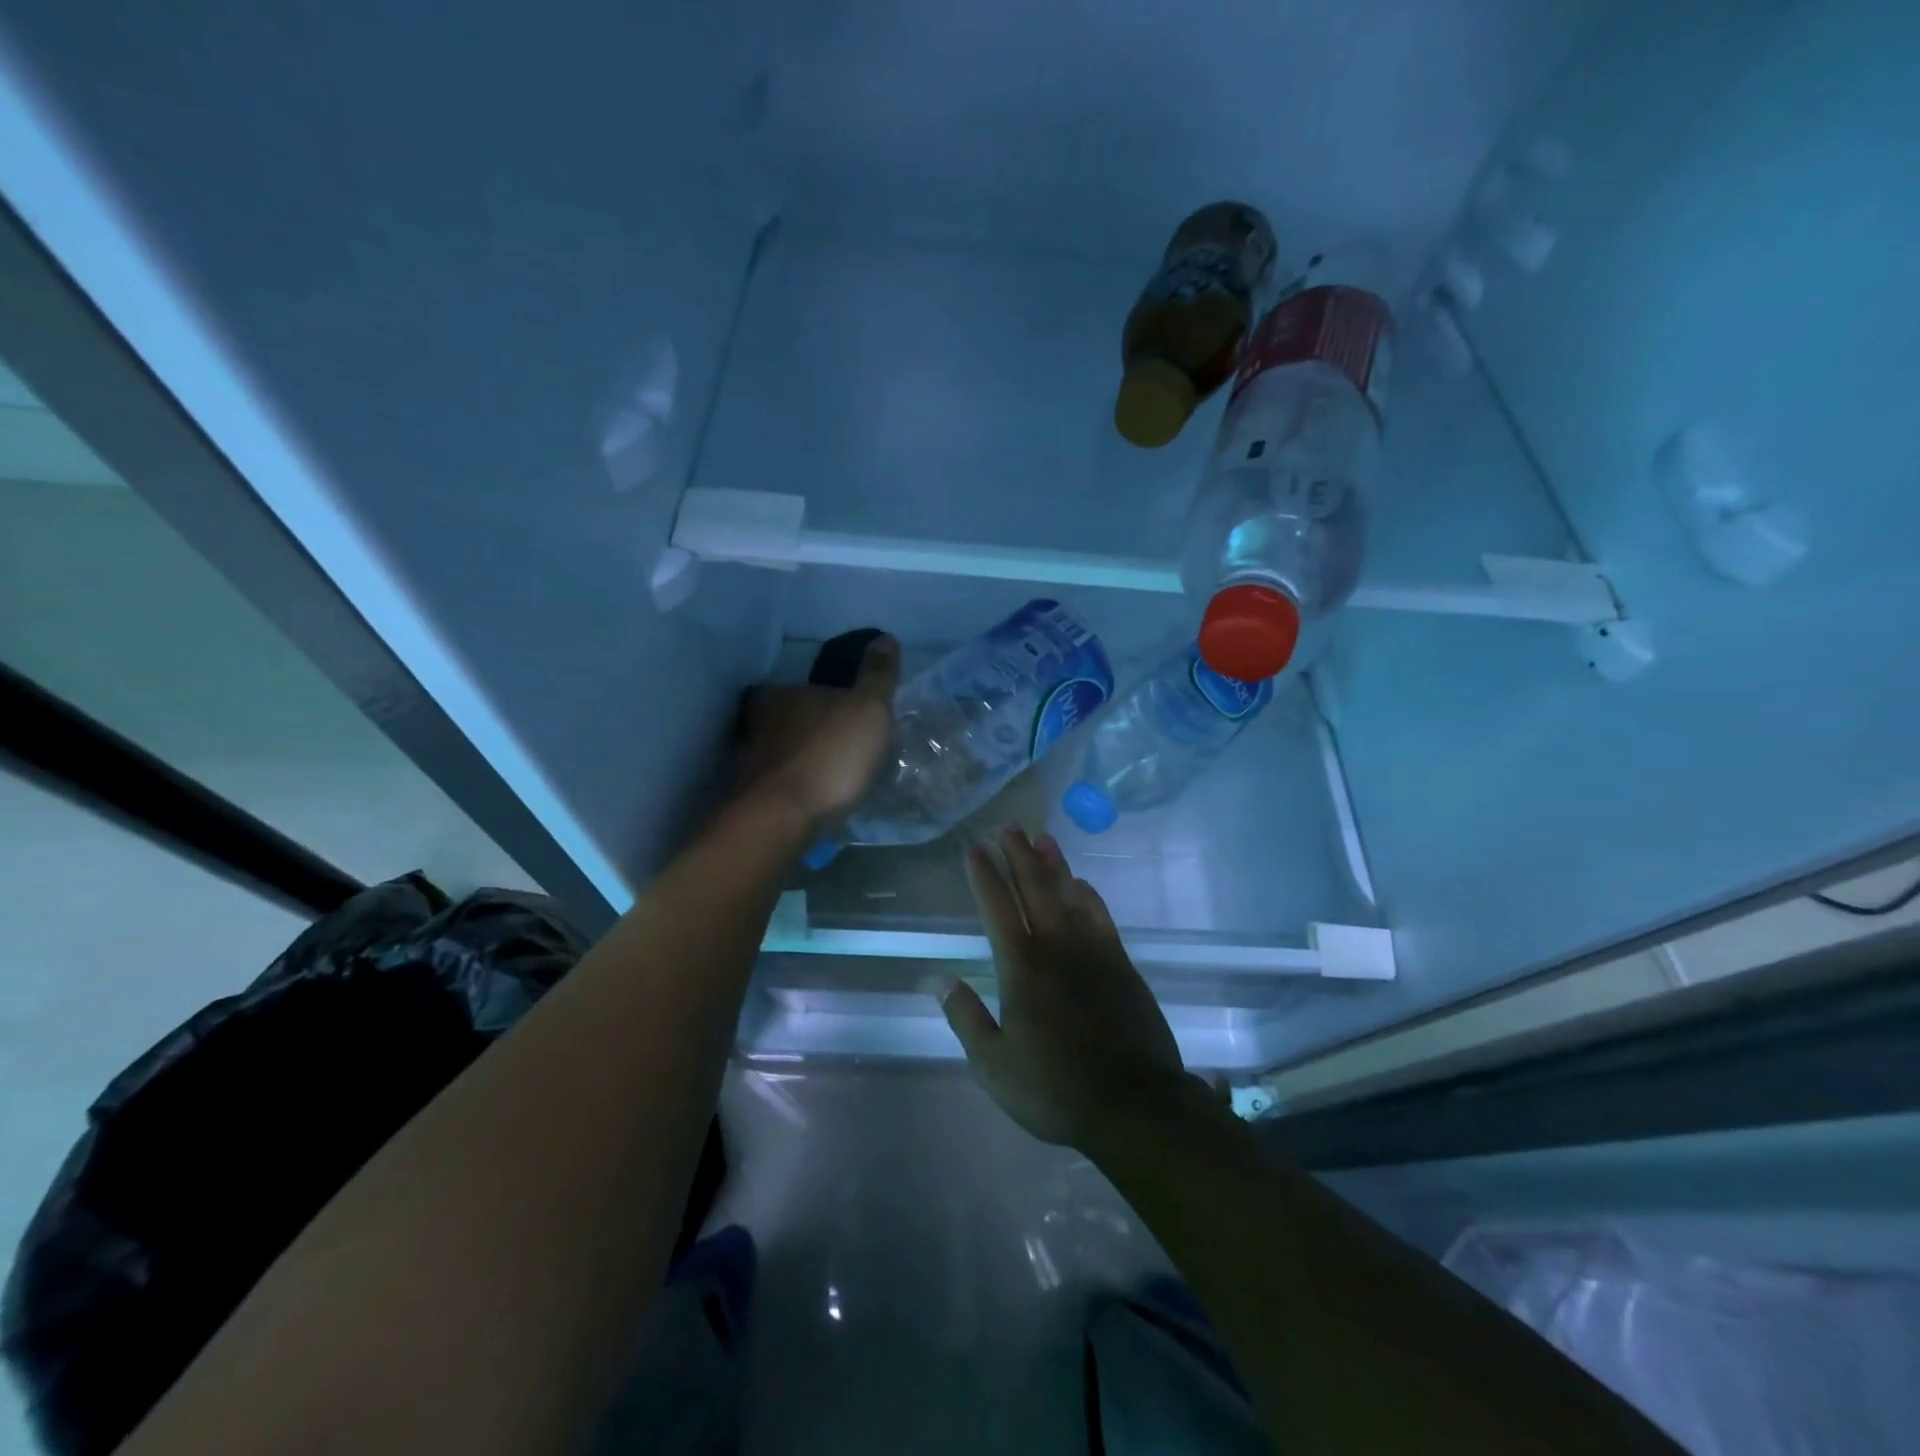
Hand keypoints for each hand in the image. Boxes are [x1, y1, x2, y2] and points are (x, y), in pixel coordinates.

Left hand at [735, 635, 899, 831]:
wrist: (782, 818)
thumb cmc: (830, 755)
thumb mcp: (869, 709)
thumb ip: (877, 676)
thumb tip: (885, 638)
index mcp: (781, 693)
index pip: (800, 686)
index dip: (823, 698)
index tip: (843, 713)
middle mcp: (756, 721)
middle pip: (787, 719)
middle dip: (810, 730)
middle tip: (841, 747)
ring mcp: (747, 761)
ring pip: (778, 752)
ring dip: (799, 760)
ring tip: (829, 778)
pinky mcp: (747, 797)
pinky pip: (776, 784)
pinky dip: (791, 787)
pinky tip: (811, 800)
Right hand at [941, 827, 1193, 1150]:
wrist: (1133, 1105)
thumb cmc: (1054, 1088)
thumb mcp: (993, 1064)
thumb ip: (965, 1017)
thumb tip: (936, 979)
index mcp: (1022, 968)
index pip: (997, 908)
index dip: (984, 876)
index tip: (974, 849)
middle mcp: (1057, 947)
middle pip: (1035, 888)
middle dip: (1018, 855)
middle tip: (1008, 826)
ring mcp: (1094, 952)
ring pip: (1070, 894)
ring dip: (1054, 864)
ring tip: (1042, 837)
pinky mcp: (1122, 964)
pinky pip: (1101, 916)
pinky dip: (1089, 895)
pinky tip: (1081, 883)